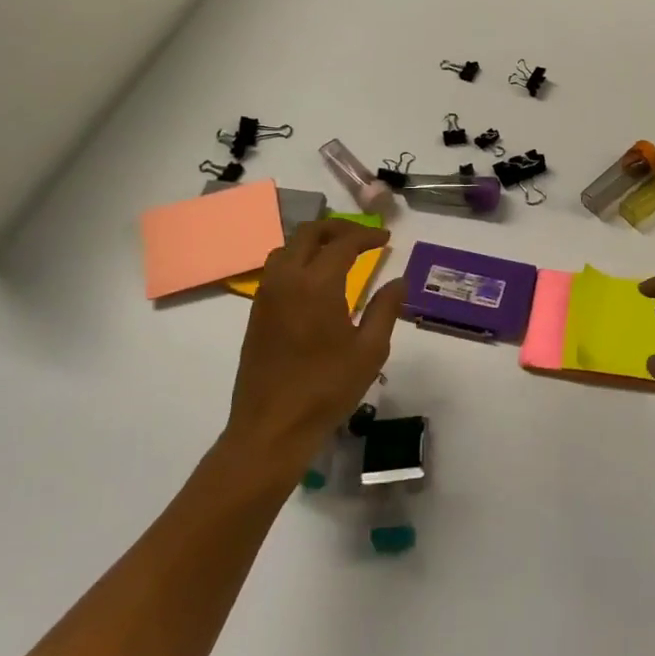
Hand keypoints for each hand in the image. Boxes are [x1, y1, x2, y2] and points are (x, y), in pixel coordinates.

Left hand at [220, 219, 405, 482]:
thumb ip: (385, 309)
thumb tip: (398, 280)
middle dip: (338, 228)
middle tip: (363, 238)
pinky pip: (276, 268)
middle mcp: (287, 279)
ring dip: (314, 241)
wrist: (271, 427)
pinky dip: (298, 258)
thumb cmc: (326, 389)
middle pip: (309, 233)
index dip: (367, 235)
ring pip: (287, 247)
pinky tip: (315, 280)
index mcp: (317, 284)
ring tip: (339, 253)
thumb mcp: (370, 350)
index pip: (343, 243)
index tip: (386, 239)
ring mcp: (266, 295)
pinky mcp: (256, 313)